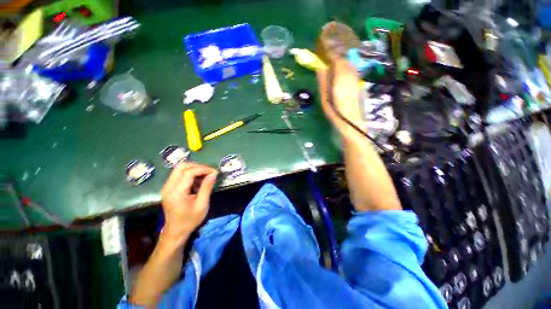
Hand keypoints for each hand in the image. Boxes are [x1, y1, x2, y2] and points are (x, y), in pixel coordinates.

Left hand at [161, 163, 217, 243]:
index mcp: (177, 192)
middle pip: (182, 167)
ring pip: (179, 169)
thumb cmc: (190, 219)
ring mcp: (167, 186)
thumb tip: (213, 174)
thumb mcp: (202, 204)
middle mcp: (169, 186)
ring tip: (205, 175)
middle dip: (198, 166)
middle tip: (209, 172)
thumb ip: (207, 187)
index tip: (214, 172)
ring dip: (194, 169)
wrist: (176, 231)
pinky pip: (179, 174)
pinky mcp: (168, 188)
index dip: (203, 169)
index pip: (188, 172)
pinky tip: (198, 180)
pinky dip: (190, 173)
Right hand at [316, 59, 364, 137]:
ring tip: (333, 65)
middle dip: (336, 57)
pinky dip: (346, 69)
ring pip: (349, 65)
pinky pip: (352, 71)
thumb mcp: (325, 97)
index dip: (330, 54)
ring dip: (341, 62)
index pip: (336, 59)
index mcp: (340, 77)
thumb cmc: (335, 111)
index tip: (323, 52)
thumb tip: (320, 68)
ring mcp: (356, 78)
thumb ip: (323, 81)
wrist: (351, 121)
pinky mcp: (358, 83)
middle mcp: (350, 75)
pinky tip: (341, 74)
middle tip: (327, 58)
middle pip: (344, 60)